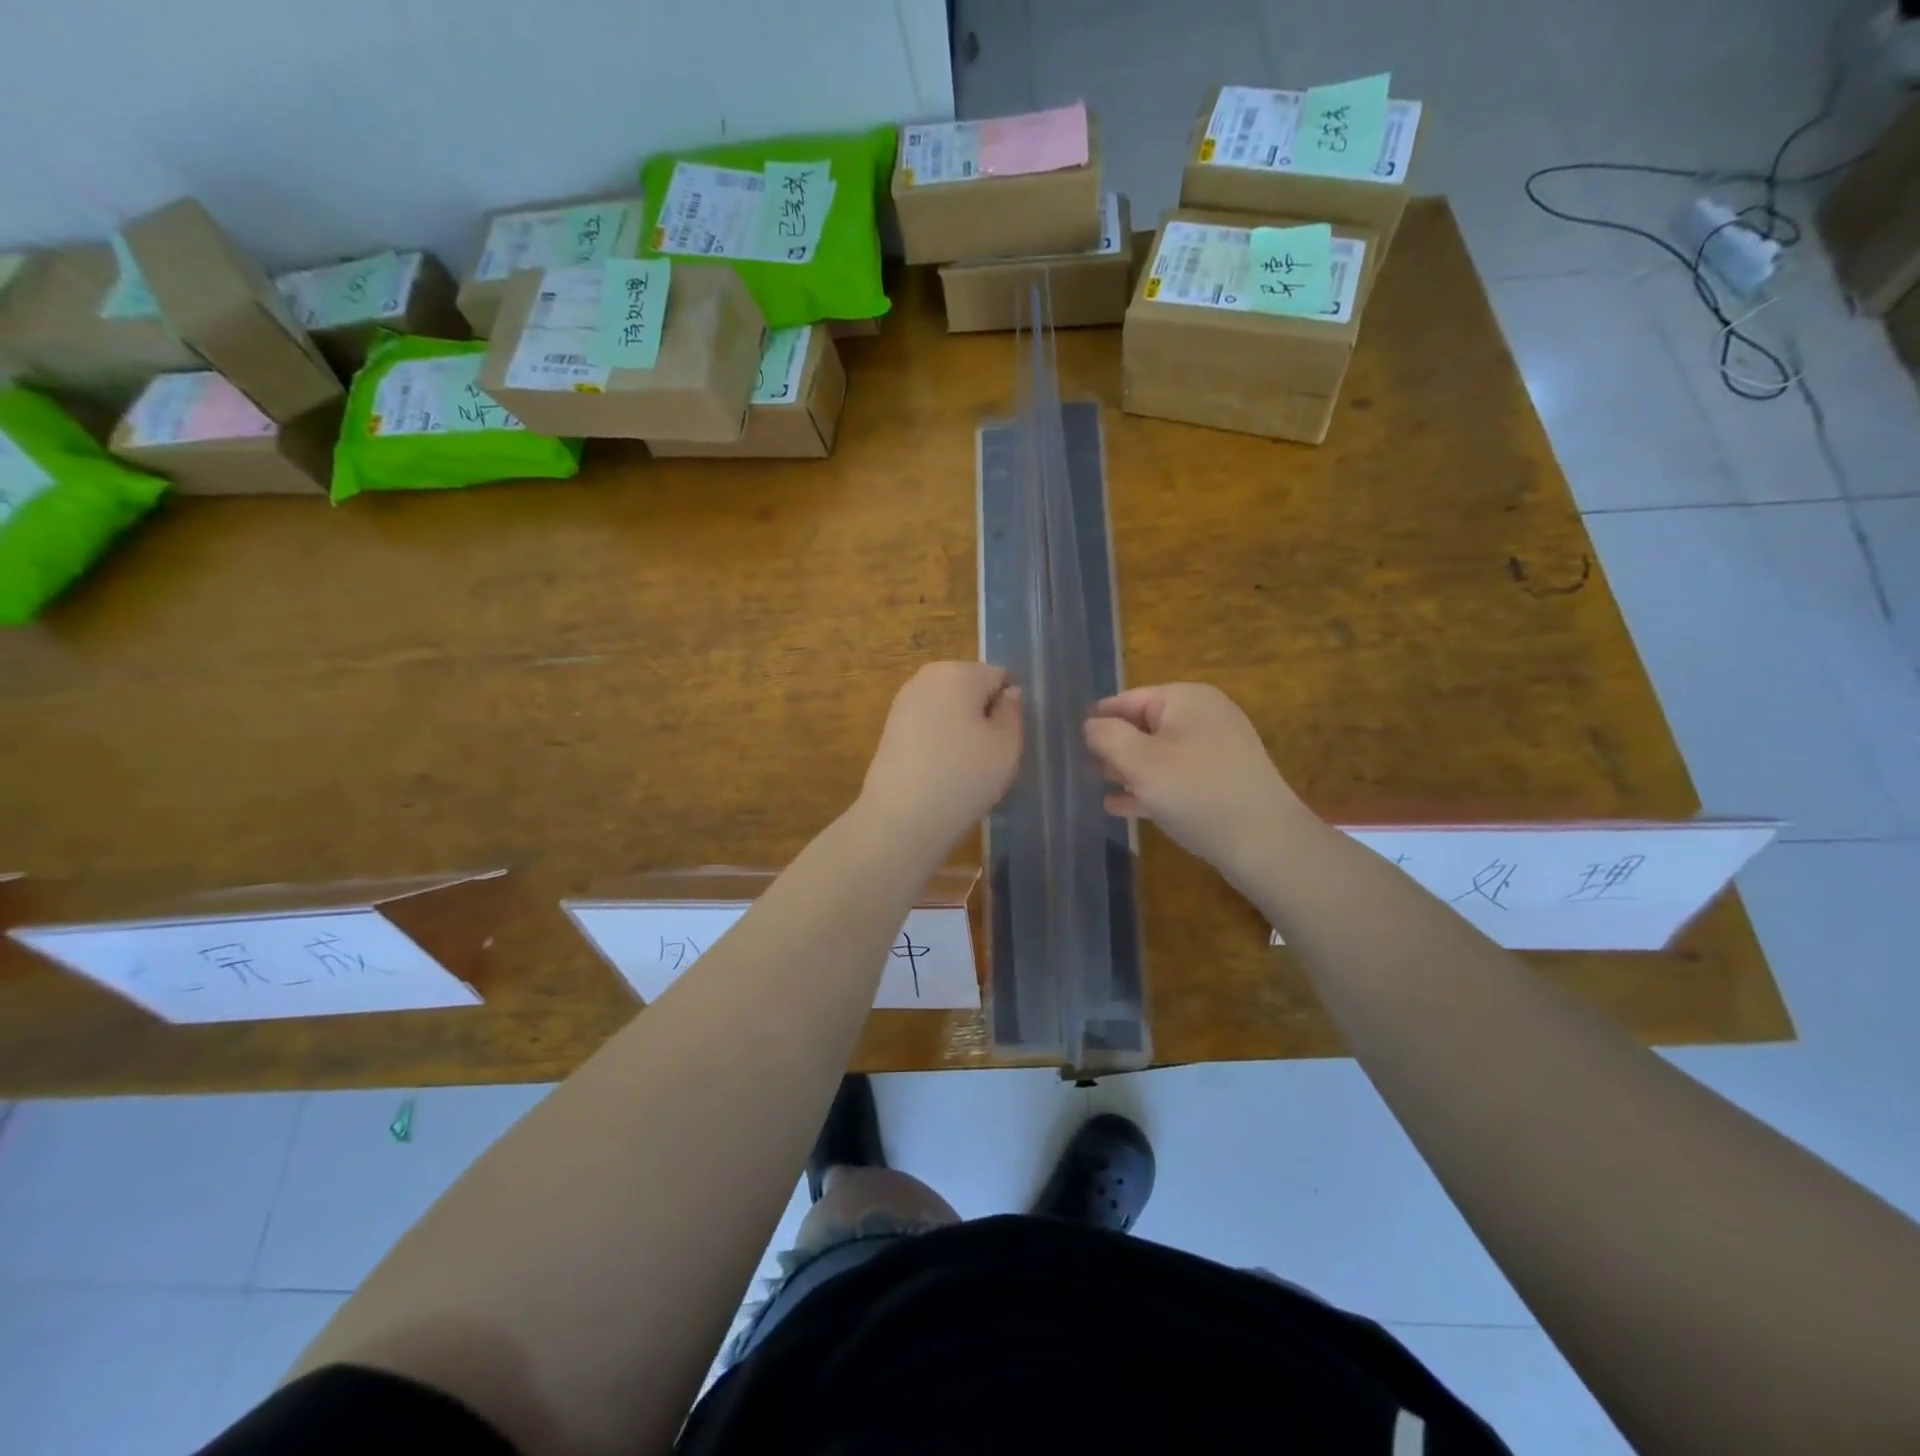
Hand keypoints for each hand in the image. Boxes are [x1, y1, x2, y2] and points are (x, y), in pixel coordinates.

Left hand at [859, 662, 1022, 854]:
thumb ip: (1014, 712)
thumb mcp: (1007, 744)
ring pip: (950, 709)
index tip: (1007, 741)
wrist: (901, 818)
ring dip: (962, 730)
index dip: (1009, 708)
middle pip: (971, 689)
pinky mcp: (890, 728)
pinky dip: (940, 743)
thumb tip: (1008, 693)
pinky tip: (941, 772)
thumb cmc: (963, 776)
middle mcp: (926, 677)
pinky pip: (930, 726)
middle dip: (983, 715)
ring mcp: (904, 702)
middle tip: (989, 756)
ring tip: (964, 768)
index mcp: (958, 671)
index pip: (1000, 677)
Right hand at [1084, 684, 1315, 879]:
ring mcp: (1215, 749)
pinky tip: (1121, 806)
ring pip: (1158, 753)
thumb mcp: (1140, 761)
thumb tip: (1091, 725)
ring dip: (1127, 769)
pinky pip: (1175, 776)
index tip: (1068, 739)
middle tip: (1079, 767)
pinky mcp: (1221, 780)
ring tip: (1096, 786)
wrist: (1265, 842)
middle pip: (1143, 725)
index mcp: (1186, 699)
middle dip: (1112, 746)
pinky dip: (1149, 787)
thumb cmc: (1196, 792)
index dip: (1097, 719)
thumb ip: (1107, 737)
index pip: (1127, 699)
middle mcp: (1204, 716)